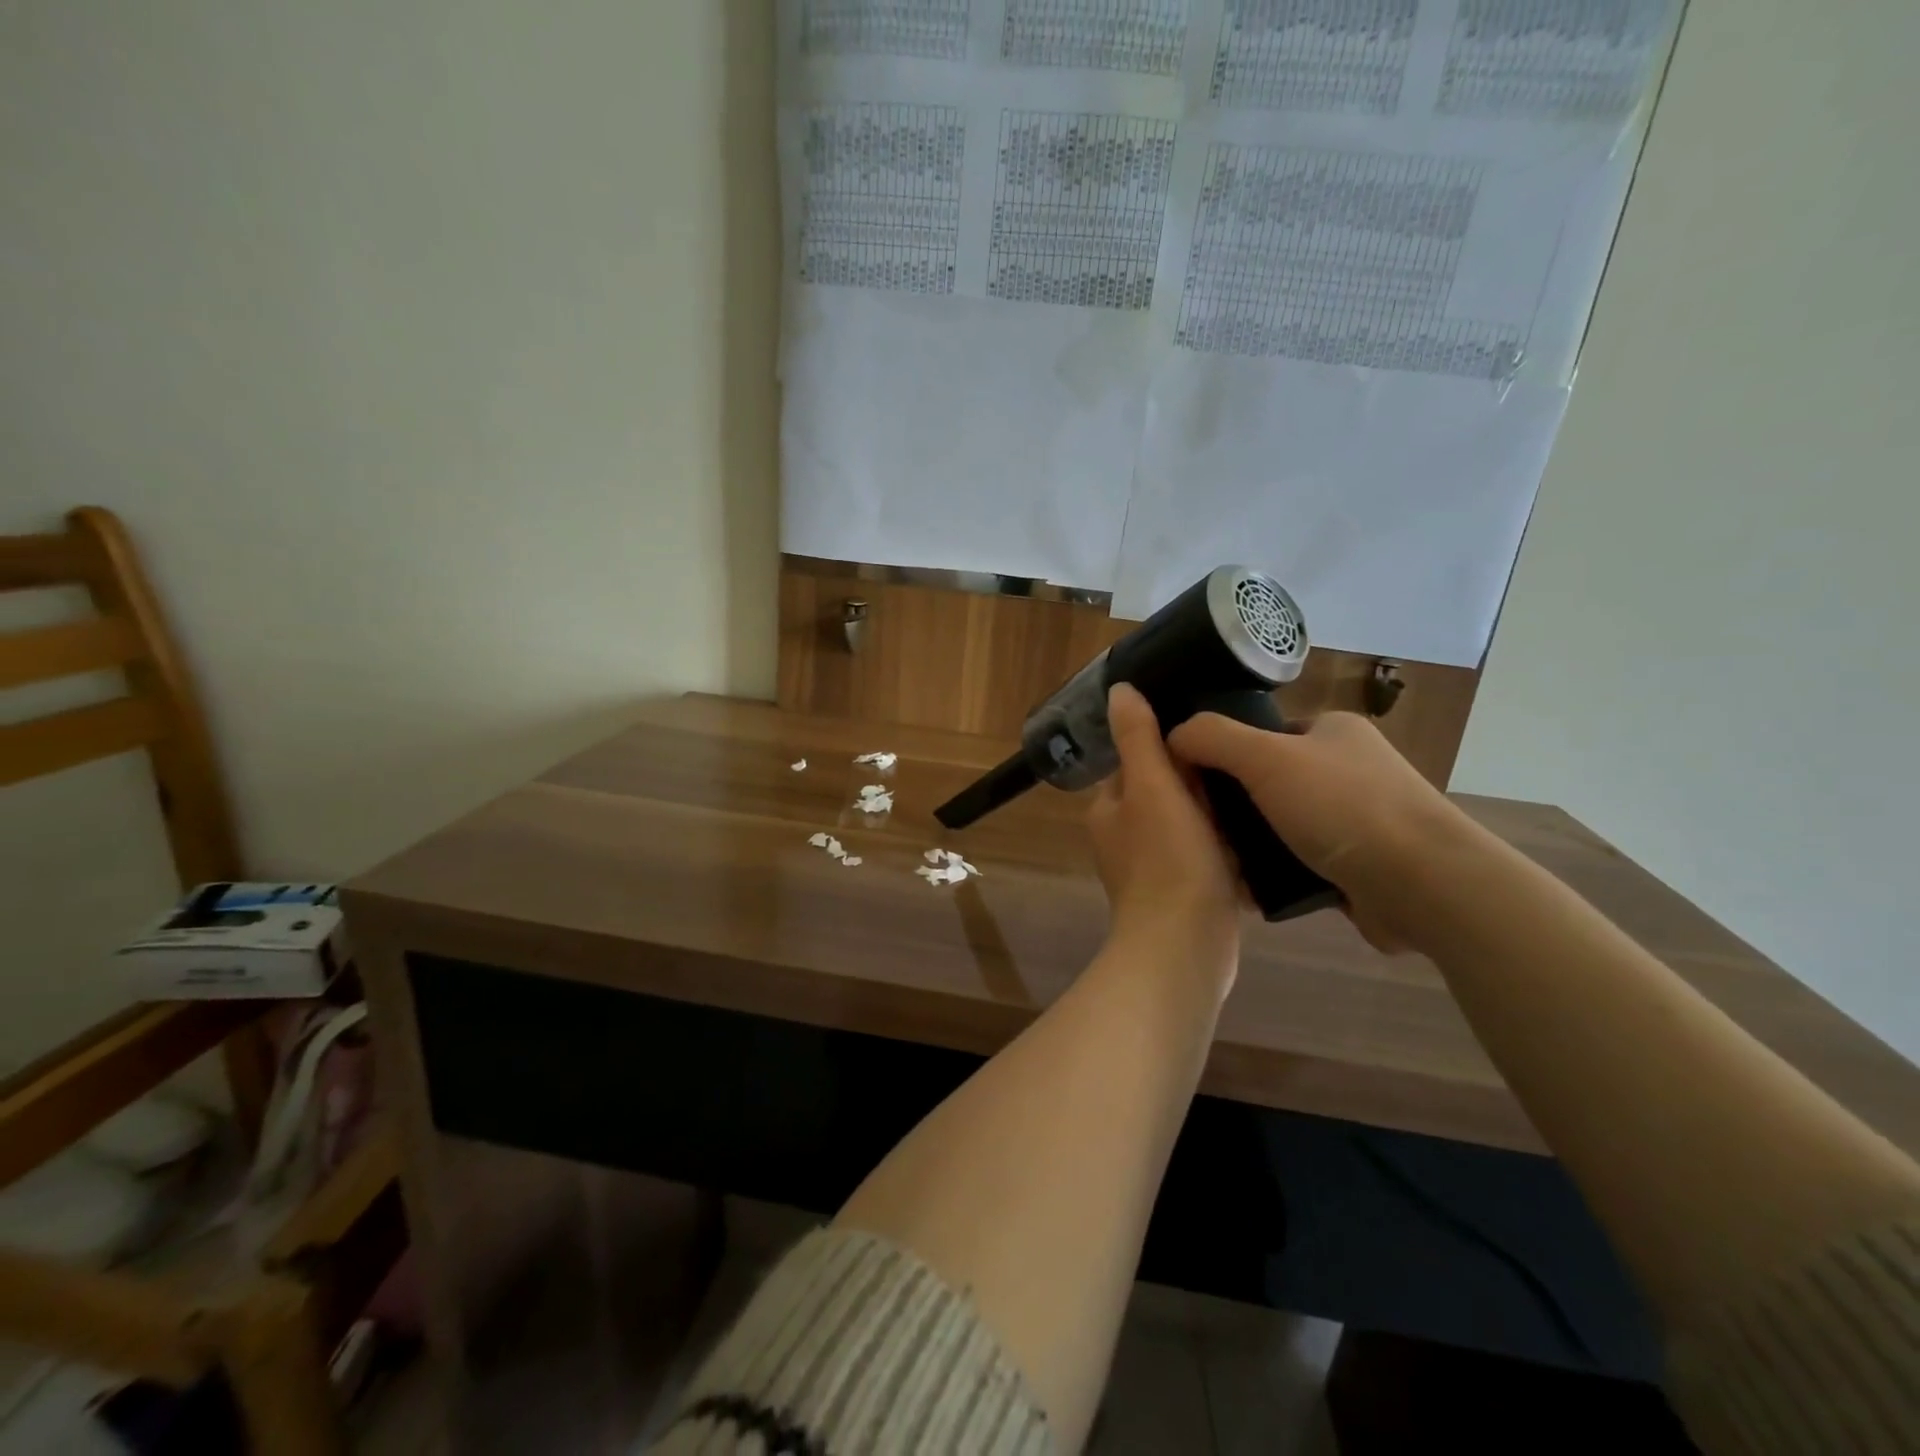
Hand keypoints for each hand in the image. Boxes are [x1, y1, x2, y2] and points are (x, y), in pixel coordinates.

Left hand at [1087, 685, 1241, 984]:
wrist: (1185, 947)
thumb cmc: (1167, 859)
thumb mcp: (1152, 786)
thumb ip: (1136, 737)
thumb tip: (1119, 689)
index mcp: (1109, 809)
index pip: (1136, 761)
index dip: (1168, 744)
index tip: (1208, 732)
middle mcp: (1124, 838)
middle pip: (1164, 792)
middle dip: (1197, 780)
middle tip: (1242, 761)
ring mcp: (1154, 870)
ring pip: (1188, 825)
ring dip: (1216, 813)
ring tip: (1257, 792)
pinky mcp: (1184, 895)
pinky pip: (1206, 858)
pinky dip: (1226, 847)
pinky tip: (1259, 838)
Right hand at [1168, 710, 1475, 953]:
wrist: (1423, 884)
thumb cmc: (1343, 807)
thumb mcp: (1265, 757)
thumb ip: (1212, 738)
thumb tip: (1172, 736)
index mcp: (1333, 729)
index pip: (1263, 733)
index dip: (1224, 753)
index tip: (1192, 781)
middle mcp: (1348, 767)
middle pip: (1268, 781)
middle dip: (1234, 805)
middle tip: (1199, 826)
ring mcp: (1358, 818)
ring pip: (1281, 824)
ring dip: (1250, 843)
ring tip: (1215, 860)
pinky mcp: (1360, 864)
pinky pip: (1300, 861)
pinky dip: (1274, 872)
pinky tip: (1247, 887)